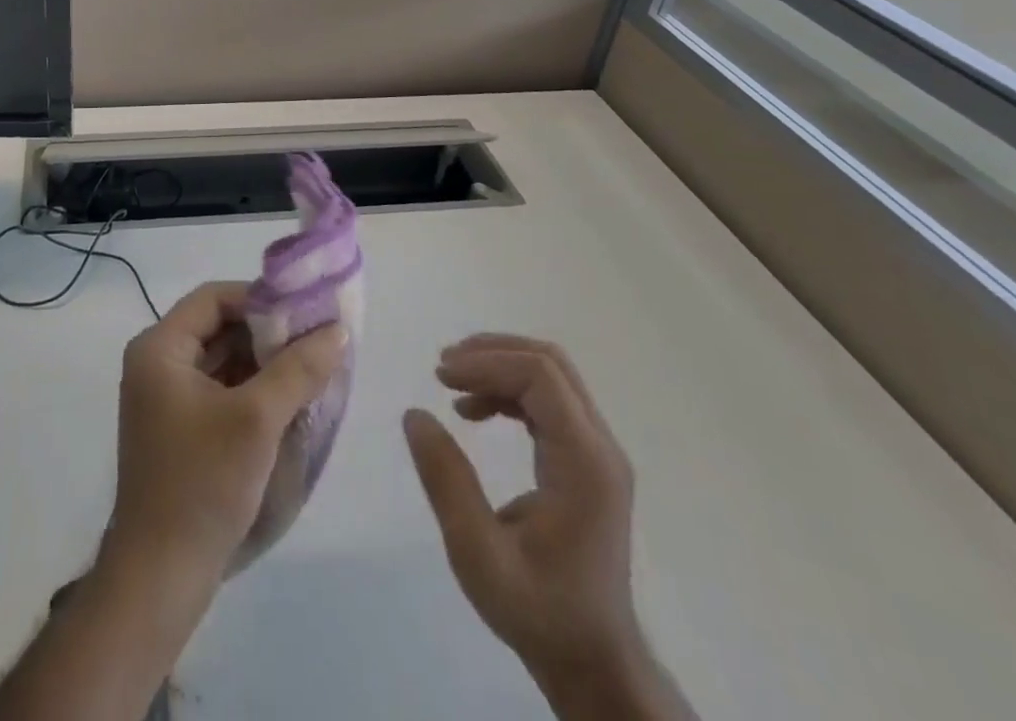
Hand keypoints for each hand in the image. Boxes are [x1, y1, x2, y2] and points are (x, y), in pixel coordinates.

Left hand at [104, 281, 346, 591]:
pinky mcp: (179, 429)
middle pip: (219, 327)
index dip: (260, 298)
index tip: (305, 314)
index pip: (214, 298)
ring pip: (223, 360)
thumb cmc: (202, 484)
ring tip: (312, 368)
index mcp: (160, 348)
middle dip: (268, 333)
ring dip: (264, 363)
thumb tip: (337, 330)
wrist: (159, 578)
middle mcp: (157, 364)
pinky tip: (290, 401)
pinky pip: (220, 391)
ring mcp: (166, 399)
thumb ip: (298, 369)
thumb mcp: (257, 420)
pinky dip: (253, 390)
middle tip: (316, 341)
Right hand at [403, 335, 642, 685]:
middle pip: (550, 364)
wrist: (595, 662)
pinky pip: (550, 400)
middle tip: (444, 368)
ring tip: (452, 384)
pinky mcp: (588, 462)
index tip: (441, 375)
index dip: (487, 363)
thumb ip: (447, 482)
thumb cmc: (539, 612)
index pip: (540, 376)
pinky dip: (510, 390)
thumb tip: (415, 414)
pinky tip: (476, 410)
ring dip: (499, 367)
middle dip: (492, 353)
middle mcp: (600, 447)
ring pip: (550, 376)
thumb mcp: (478, 555)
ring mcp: (598, 453)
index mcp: (584, 464)